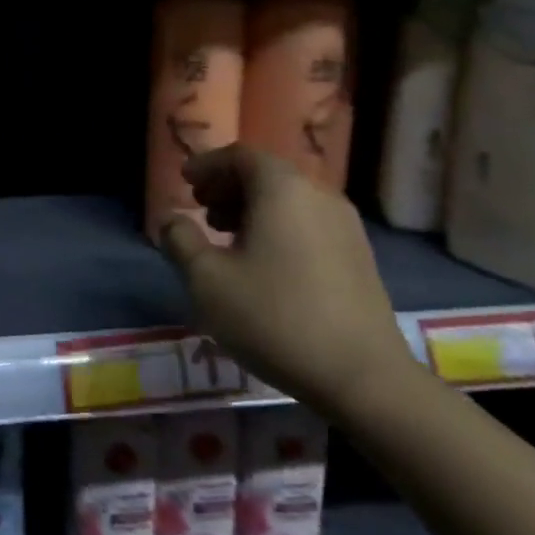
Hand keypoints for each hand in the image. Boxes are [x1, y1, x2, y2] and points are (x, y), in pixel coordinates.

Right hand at [159, 144, 411, 415]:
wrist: (364, 378)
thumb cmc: (275, 318)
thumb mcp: (207, 280)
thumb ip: (180, 240)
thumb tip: (170, 219)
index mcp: (282, 189)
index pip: (240, 156)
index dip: (208, 164)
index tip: (184, 181)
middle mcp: (318, 196)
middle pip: (267, 175)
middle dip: (229, 186)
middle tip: (200, 208)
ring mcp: (346, 227)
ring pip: (289, 201)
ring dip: (253, 209)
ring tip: (227, 237)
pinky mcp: (359, 257)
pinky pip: (308, 224)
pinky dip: (279, 228)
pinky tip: (263, 264)